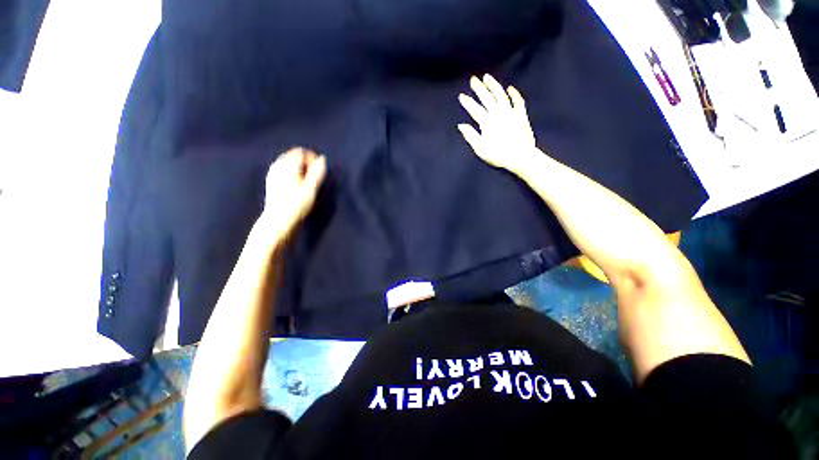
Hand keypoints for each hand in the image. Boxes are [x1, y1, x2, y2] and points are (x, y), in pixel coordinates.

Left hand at [259, 147, 326, 241]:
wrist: (278, 220)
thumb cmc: (297, 205)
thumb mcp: (311, 189)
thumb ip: (318, 172)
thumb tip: (323, 159)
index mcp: (288, 165)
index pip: (302, 152)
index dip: (313, 158)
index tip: (320, 169)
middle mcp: (278, 166)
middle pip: (294, 155)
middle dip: (306, 161)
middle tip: (315, 175)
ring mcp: (273, 173)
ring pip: (288, 161)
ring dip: (299, 166)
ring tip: (307, 180)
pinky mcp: (271, 180)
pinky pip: (283, 168)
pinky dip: (292, 171)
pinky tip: (297, 183)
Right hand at [458, 74, 538, 174]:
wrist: (520, 156)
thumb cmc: (498, 155)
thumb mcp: (480, 149)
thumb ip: (470, 136)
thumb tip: (461, 125)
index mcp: (487, 122)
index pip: (475, 109)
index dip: (467, 102)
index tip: (461, 96)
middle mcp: (498, 113)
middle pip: (487, 98)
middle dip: (479, 88)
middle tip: (473, 79)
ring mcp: (511, 112)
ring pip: (501, 95)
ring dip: (493, 85)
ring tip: (487, 77)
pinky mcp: (521, 115)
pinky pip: (518, 101)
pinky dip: (514, 93)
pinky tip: (509, 88)